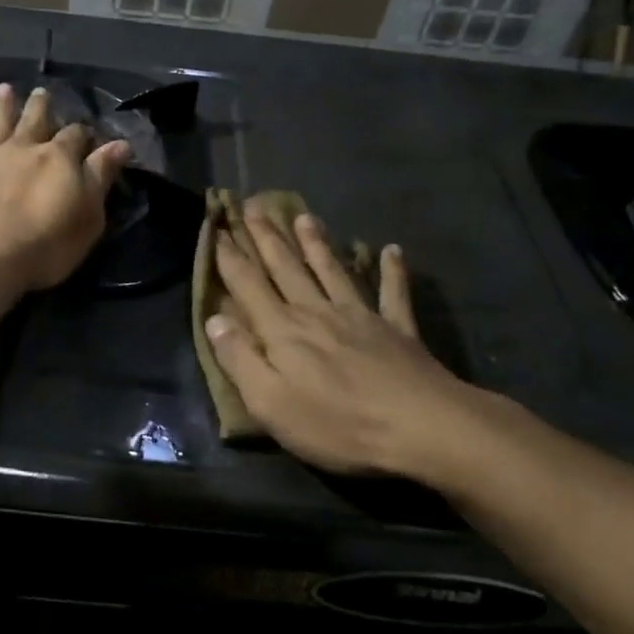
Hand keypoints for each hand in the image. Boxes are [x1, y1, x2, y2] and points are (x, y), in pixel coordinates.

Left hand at [0, 84, 129, 292]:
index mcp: (57, 158)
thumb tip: (119, 144)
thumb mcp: (88, 216)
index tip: (87, 135)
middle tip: (42, 92)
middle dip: (41, 107)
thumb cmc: (45, 245)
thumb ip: (100, 177)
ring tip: (3, 89)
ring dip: (1, 107)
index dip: (82, 135)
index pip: (75, 137)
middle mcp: (22, 150)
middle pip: (34, 122)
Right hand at [204, 206, 513, 482]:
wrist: (420, 427)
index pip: (248, 285)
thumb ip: (239, 359)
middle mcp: (317, 312)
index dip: (229, 257)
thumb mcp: (270, 403)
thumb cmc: (337, 424)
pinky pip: (392, 293)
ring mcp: (360, 316)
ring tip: (304, 216)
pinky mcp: (398, 329)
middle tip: (254, 206)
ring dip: (316, 243)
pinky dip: (391, 270)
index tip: (217, 230)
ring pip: (332, 270)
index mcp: (283, 331)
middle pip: (286, 268)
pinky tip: (392, 250)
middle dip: (267, 238)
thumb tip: (213, 320)